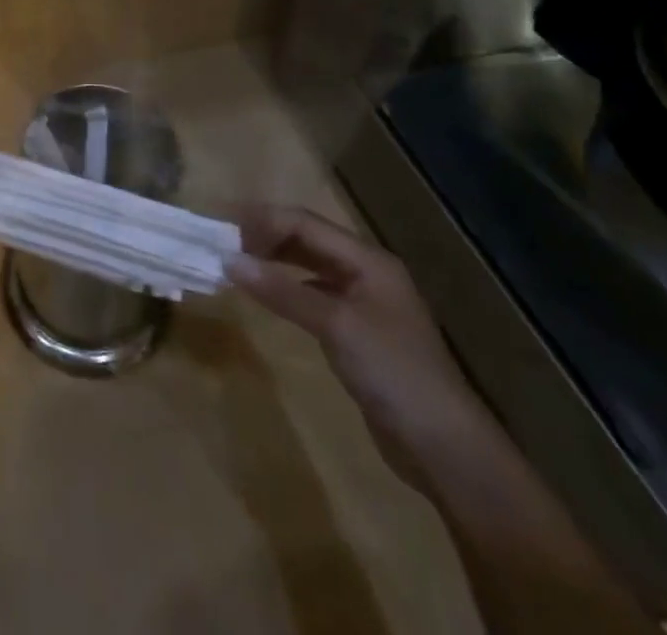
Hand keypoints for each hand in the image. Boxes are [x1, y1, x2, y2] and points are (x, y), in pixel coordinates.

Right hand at [227, 206, 492, 490]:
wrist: (444, 447)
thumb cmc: (393, 372)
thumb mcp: (335, 324)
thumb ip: (281, 290)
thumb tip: (228, 260)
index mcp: (367, 260)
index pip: (305, 223)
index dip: (263, 219)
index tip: (222, 225)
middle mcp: (366, 272)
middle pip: (307, 238)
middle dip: (266, 235)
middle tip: (223, 242)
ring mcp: (363, 303)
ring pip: (309, 265)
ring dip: (274, 260)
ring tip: (237, 262)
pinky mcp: (357, 332)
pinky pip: (313, 293)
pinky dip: (286, 287)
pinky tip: (267, 294)